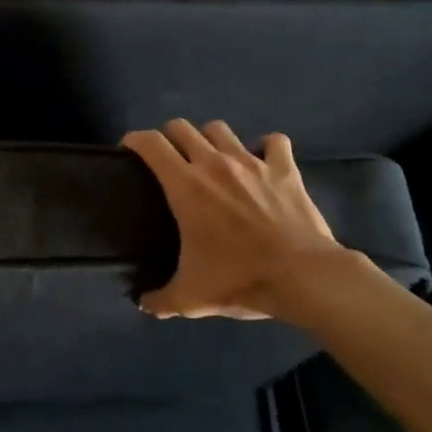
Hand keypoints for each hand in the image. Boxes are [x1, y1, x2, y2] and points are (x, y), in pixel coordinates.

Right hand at [121, 119, 340, 318]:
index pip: (150, 143)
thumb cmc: (239, 279)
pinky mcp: (284, 169)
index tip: (130, 150)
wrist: (301, 276)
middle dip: (170, 136)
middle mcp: (214, 163)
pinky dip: (266, 147)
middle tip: (170, 158)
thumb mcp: (191, 297)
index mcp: (185, 185)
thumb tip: (143, 304)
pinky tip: (263, 159)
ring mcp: (251, 162)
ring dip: (210, 138)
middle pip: (182, 127)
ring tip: (211, 157)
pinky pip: (274, 142)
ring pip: (220, 129)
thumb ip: (161, 300)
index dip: (135, 140)